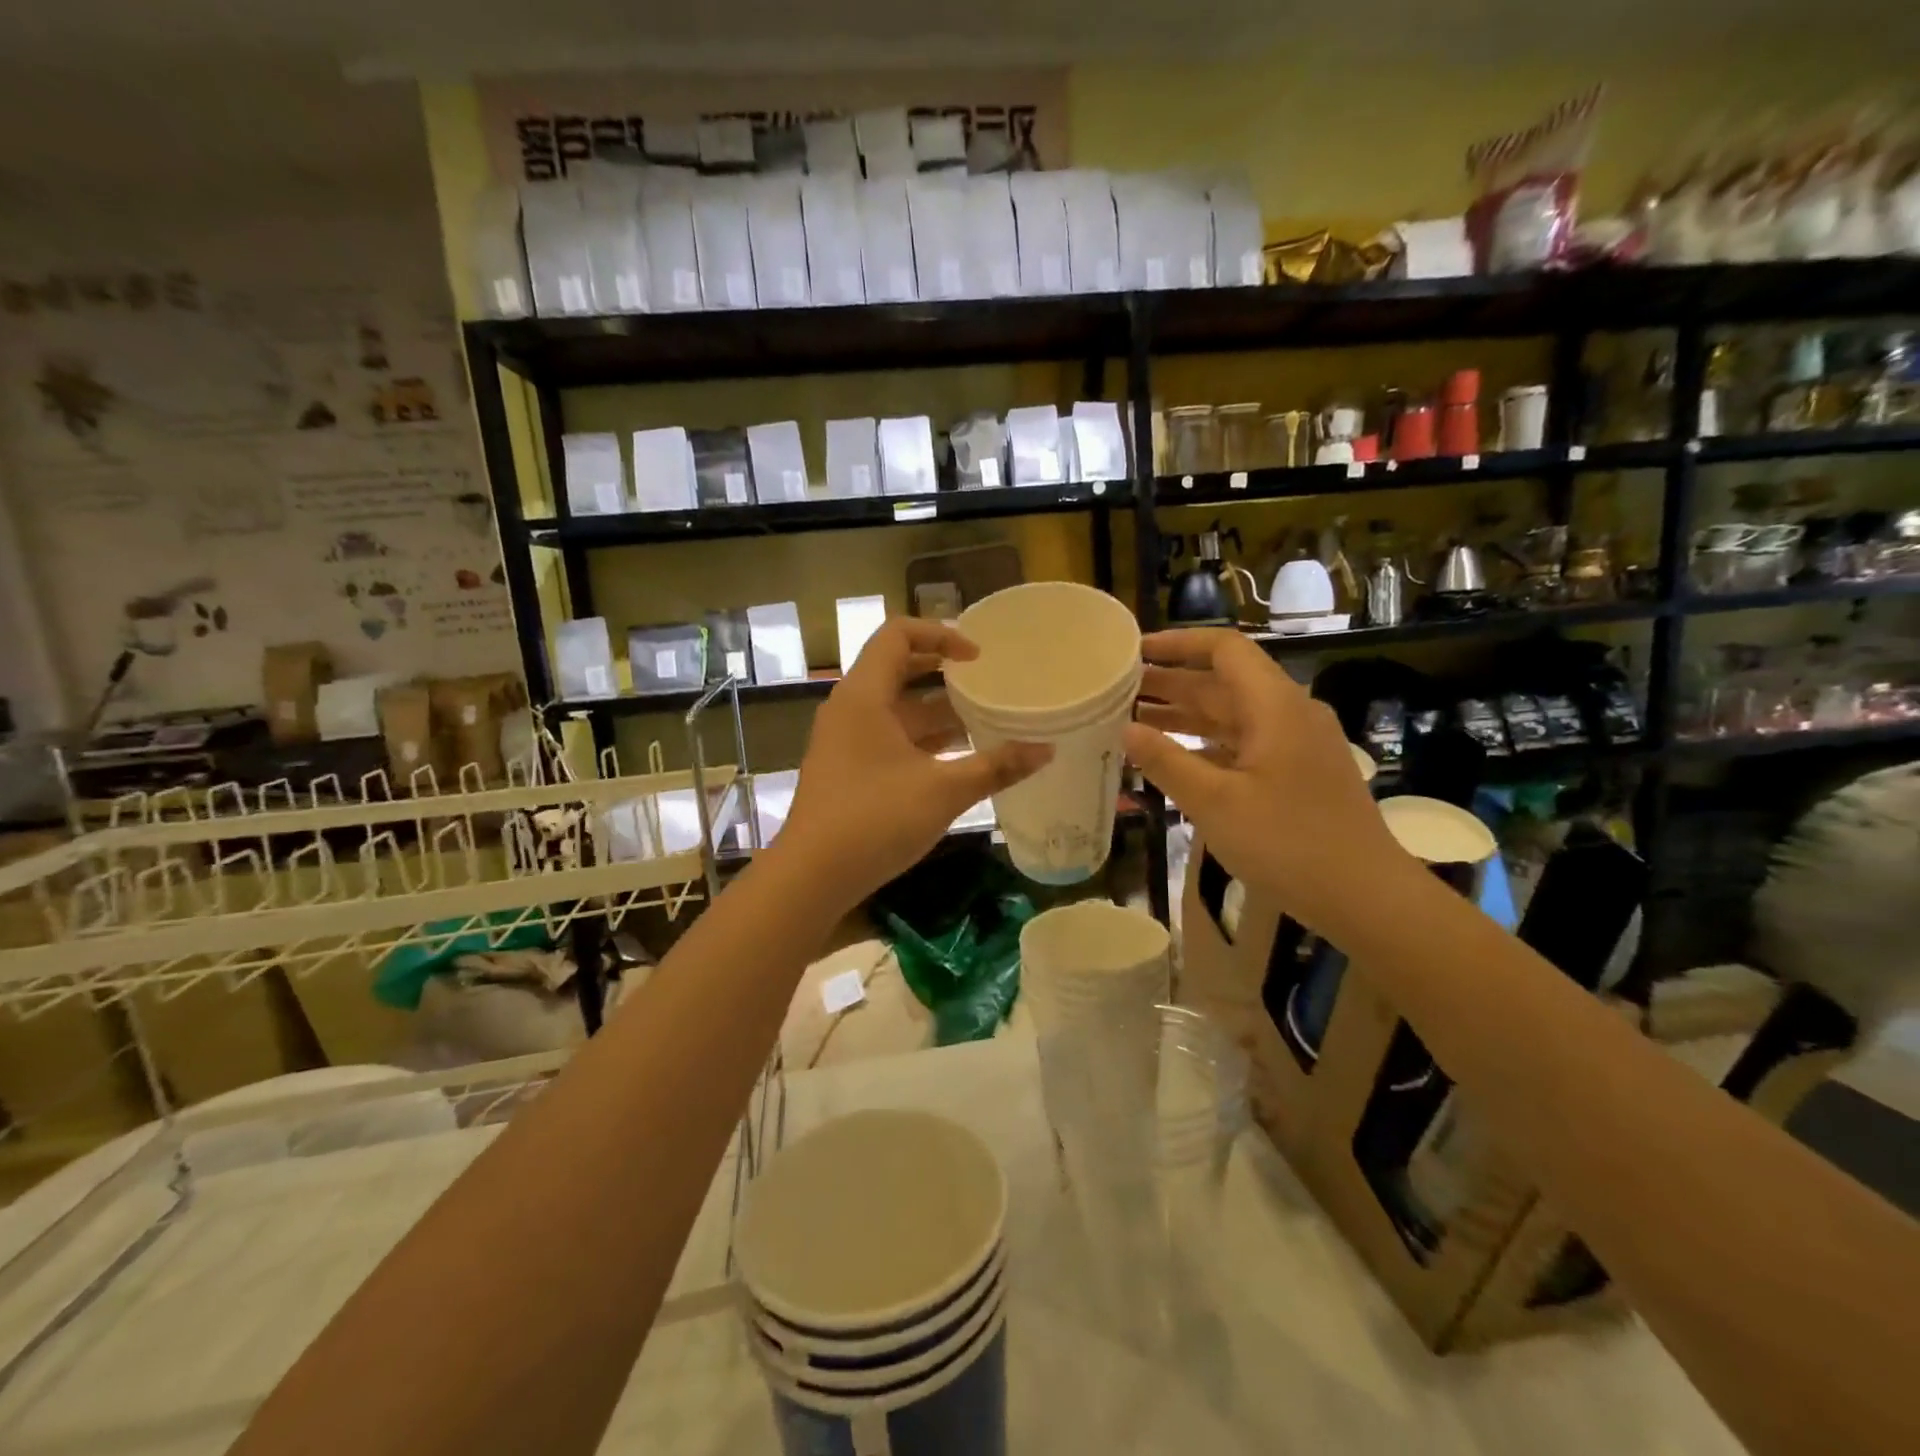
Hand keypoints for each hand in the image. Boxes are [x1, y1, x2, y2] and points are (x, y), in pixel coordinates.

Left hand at [778, 618, 1051, 909]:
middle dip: (943, 674)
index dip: (940, 635)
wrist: (811, 878)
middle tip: (985, 684)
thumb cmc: (875, 820)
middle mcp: (849, 709)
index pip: (897, 634)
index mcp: (864, 695)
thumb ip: (996, 767)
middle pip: (897, 670)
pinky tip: (955, 763)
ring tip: (983, 724)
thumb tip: (1047, 750)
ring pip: (895, 711)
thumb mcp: (943, 791)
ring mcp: (844, 742)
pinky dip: (921, 742)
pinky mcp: (846, 771)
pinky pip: (888, 739)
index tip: (977, 658)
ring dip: (936, 714)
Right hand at [1125, 628, 1408, 935]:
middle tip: (1119, 691)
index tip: (1135, 651)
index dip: (1178, 644)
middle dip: (1171, 683)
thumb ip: (1166, 762)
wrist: (1366, 896)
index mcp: (1274, 706)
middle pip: (1224, 682)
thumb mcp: (1215, 803)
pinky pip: (1245, 744)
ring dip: (1186, 716)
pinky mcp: (1299, 773)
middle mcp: (1289, 714)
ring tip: (1133, 721)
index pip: (1224, 649)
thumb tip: (1126, 730)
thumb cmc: (1288, 843)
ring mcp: (1297, 744)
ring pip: (1232, 716)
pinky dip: (1207, 745)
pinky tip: (1174, 760)